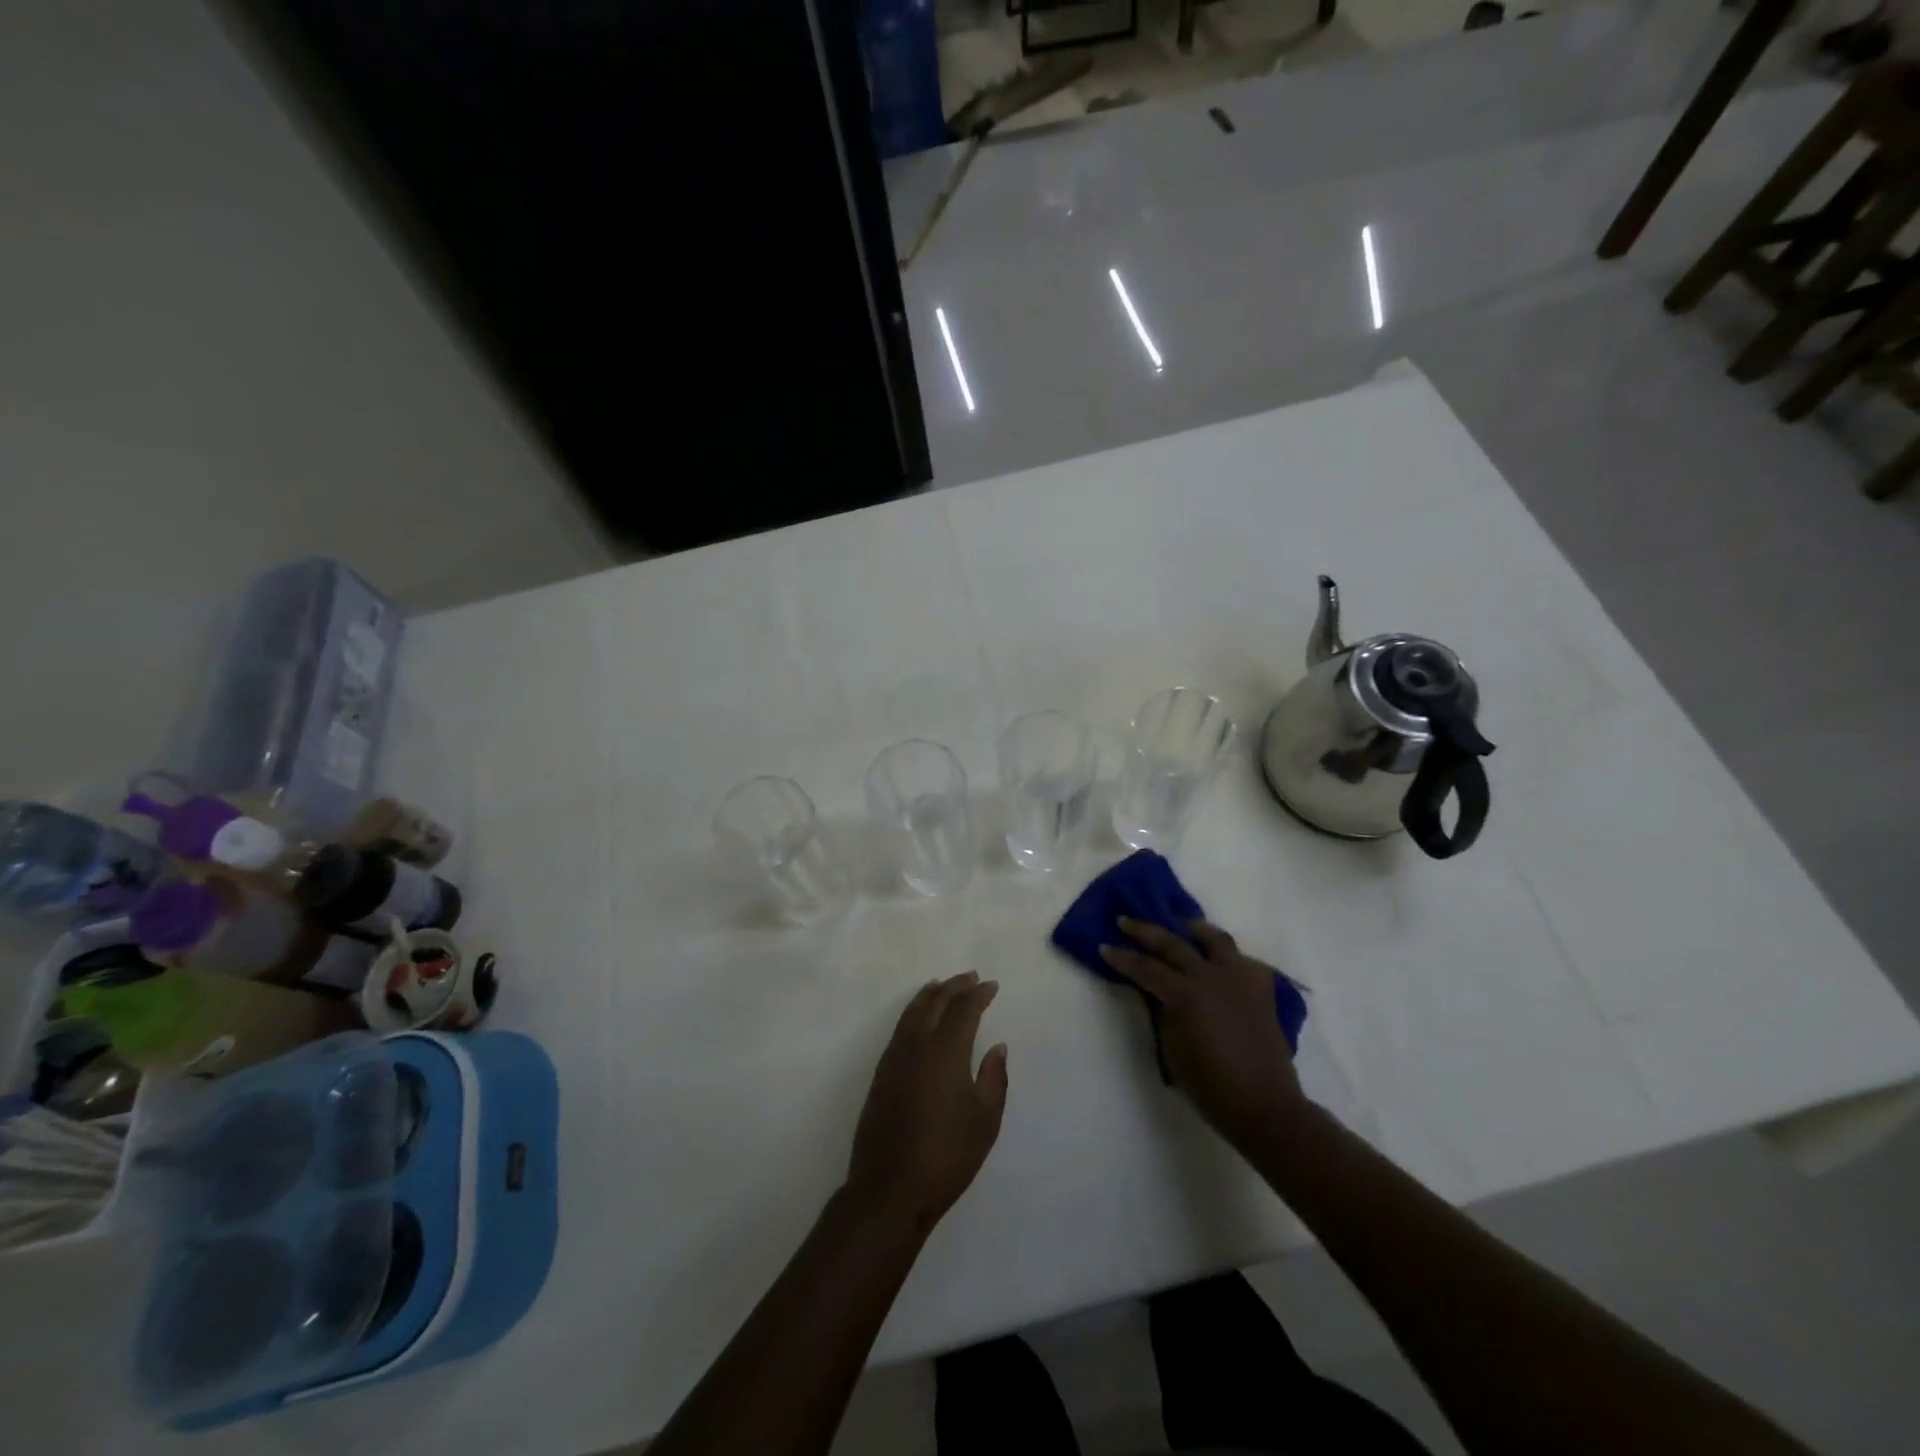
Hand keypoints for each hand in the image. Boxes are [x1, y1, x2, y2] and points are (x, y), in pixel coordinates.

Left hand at [846, 972, 1007, 1231]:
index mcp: (945, 1052)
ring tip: (943, 985)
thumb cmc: (947, 1156)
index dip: (978, 994)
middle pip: (935, 1002)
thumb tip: (997, 1046)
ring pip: (913, 1011)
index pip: (963, 1009)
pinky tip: (919, 1017)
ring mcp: (894, 1057)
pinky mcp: (881, 1073)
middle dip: (954, 986)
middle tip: (971, 977)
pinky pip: (901, 1027)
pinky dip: (914, 1011)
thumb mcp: (985, 1121)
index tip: (992, 986)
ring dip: (931, 994)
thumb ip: (994, 1078)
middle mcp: (917, 1045)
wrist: (890, 1189)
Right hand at [1100, 919, 1304, 1149]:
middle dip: (1145, 931)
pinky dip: (1230, 959)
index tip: (1104, 947)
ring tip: (1184, 926)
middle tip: (1126, 922)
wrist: (1263, 1106)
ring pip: (1216, 939)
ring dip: (1195, 930)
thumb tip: (1161, 994)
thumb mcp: (1172, 1048)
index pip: (1145, 967)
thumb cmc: (1210, 1085)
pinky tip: (1222, 965)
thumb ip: (1164, 1012)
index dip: (1121, 957)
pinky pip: (1245, 963)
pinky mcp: (1262, 990)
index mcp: (1185, 993)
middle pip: (1173, 943)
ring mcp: (1240, 979)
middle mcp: (1211, 976)